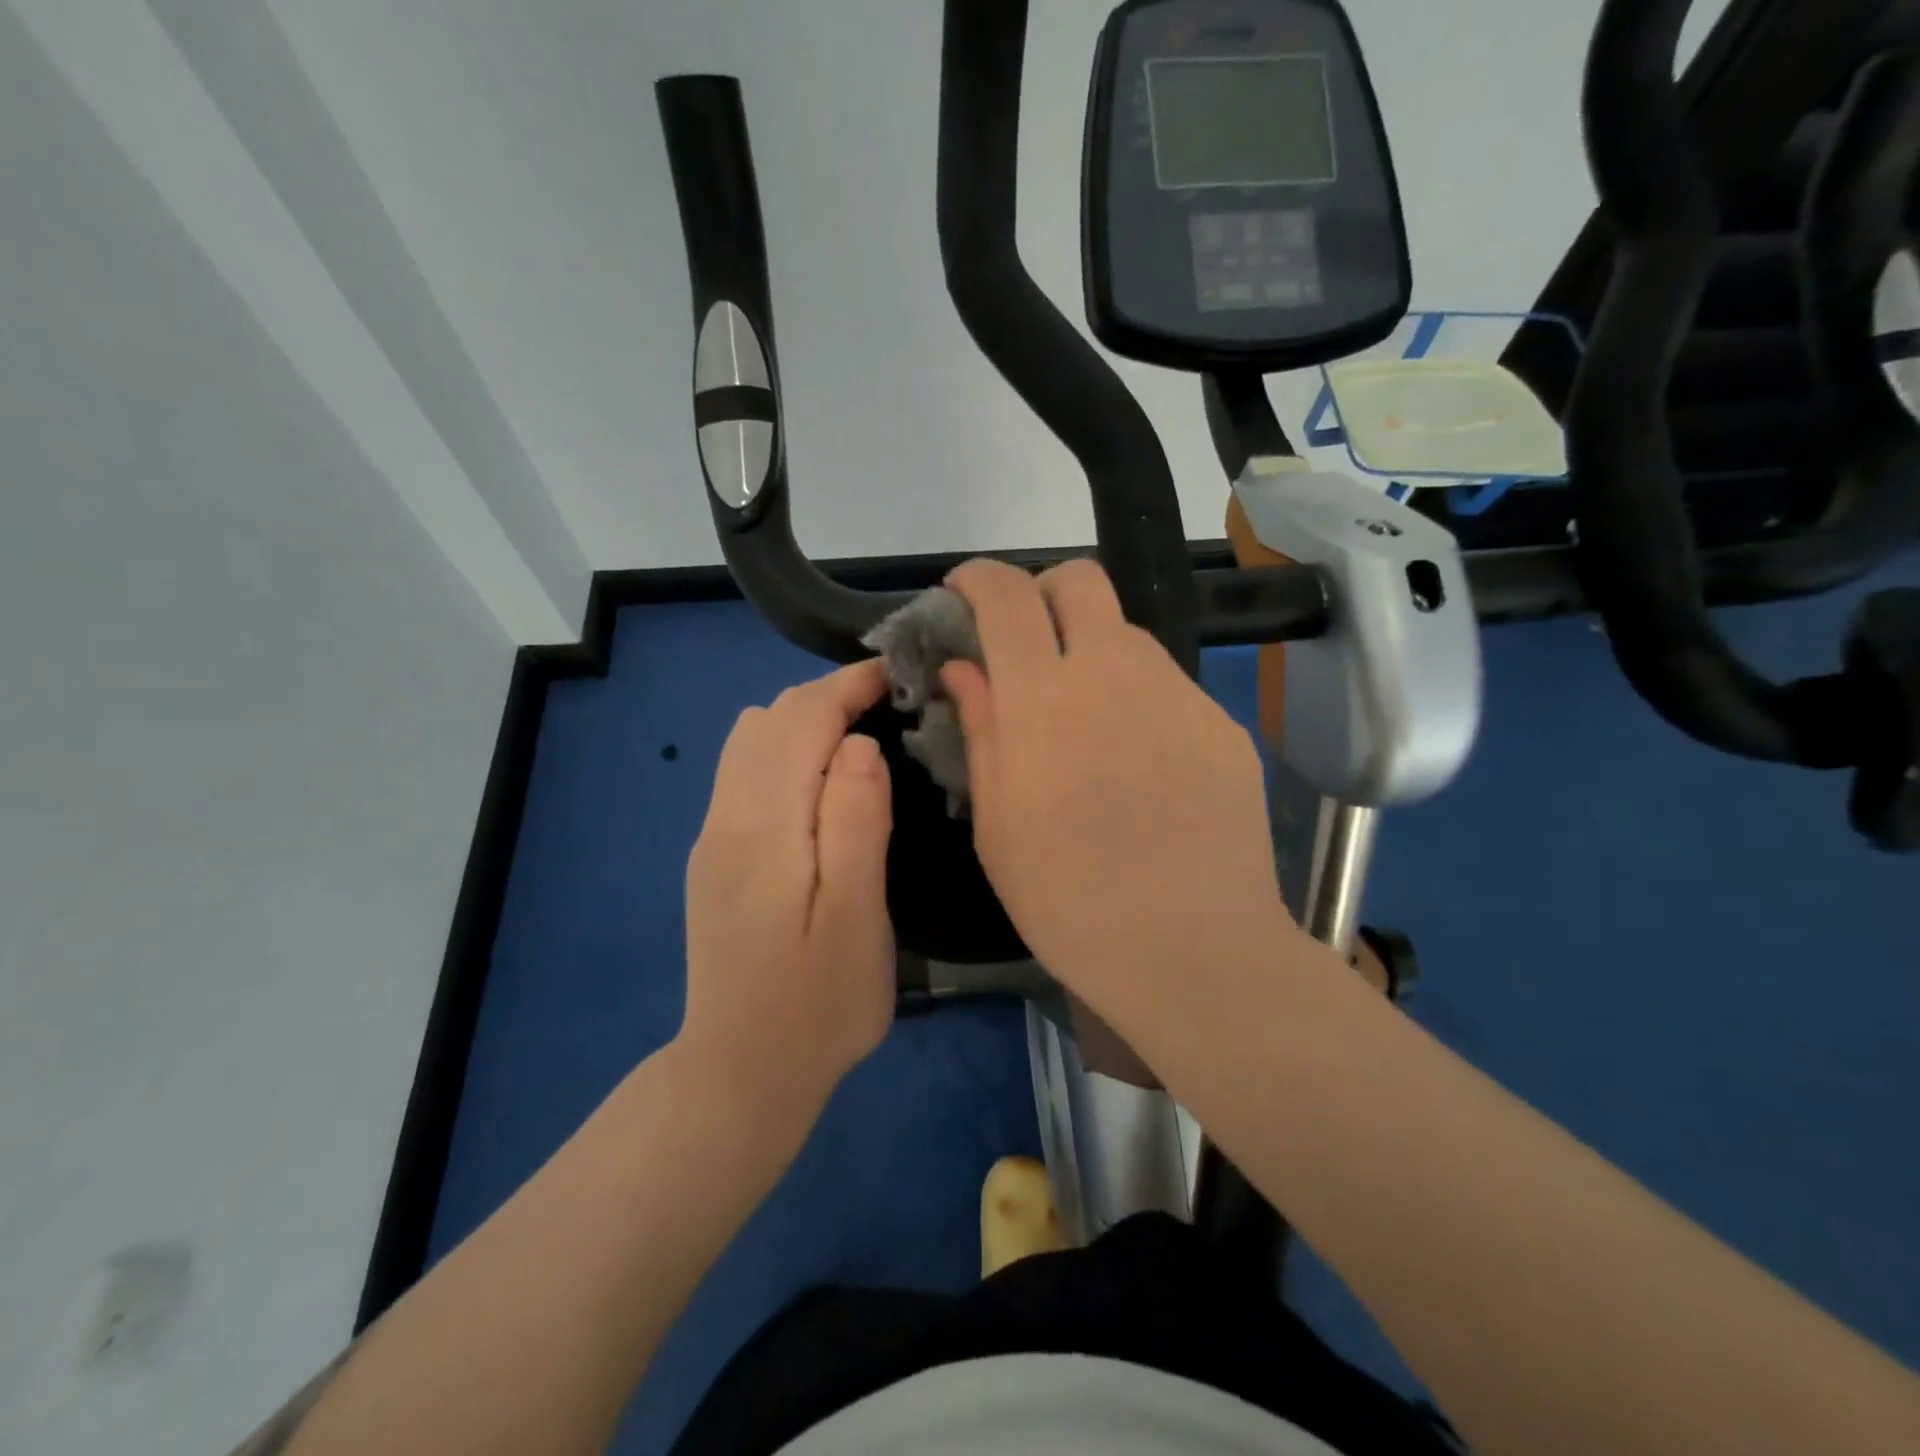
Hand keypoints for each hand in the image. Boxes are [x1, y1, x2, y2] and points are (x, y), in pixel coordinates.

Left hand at [679, 660, 895, 1126]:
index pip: (800, 721)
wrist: (739, 1075)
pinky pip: (744, 771)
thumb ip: (857, 825)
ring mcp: (712, 837)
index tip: (899, 676)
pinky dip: (785, 749)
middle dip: (828, 696)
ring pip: (749, 740)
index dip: (849, 686)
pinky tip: (823, 780)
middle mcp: (725, 818)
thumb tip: (859, 744)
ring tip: (861, 737)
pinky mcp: (714, 856)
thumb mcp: (856, 921)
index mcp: (762, 828)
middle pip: (768, 719)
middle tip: (891, 707)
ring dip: (804, 720)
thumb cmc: (816, 1006)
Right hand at [941, 559, 1295, 1033]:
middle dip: (1040, 593)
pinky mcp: (1221, 724)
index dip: (978, 579)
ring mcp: (1179, 695)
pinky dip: (1135, 699)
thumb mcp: (996, 825)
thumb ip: (980, 730)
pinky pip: (1166, 686)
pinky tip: (1137, 764)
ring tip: (1081, 720)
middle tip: (1023, 645)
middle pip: (1080, 580)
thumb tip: (964, 668)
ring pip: (1126, 633)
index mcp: (1044, 698)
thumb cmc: (1069, 901)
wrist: (1195, 952)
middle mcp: (1116, 673)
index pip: (1008, 595)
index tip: (963, 595)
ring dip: (1090, 650)